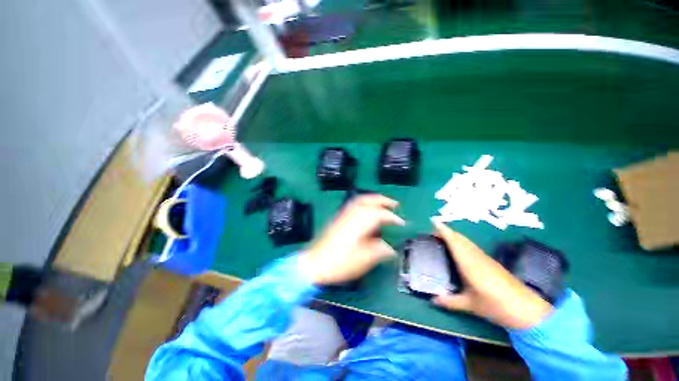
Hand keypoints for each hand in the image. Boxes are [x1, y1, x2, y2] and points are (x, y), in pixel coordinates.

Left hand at [298, 195, 404, 284]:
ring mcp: (343, 215)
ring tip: (384, 204)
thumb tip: (390, 249)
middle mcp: (351, 215)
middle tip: (395, 205)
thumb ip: (378, 251)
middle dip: (383, 200)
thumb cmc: (337, 263)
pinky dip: (364, 203)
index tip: (401, 222)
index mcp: (358, 224)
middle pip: (368, 200)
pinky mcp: (339, 218)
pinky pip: (354, 205)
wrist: (314, 263)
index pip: (378, 214)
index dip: (392, 217)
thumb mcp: (362, 260)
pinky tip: (368, 211)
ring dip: (374, 199)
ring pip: (360, 200)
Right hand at [431, 221, 552, 328]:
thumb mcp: (470, 305)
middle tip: (433, 231)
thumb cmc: (496, 305)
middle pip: (460, 238)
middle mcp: (476, 256)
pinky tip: (460, 249)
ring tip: (443, 237)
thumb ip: (450, 302)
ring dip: (455, 236)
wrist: (527, 309)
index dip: (444, 230)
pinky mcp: (491, 262)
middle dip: (447, 231)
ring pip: (467, 241)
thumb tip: (432, 300)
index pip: (454, 242)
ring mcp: (485, 258)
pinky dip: (462, 242)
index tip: (433, 221)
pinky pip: (472, 247)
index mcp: (469, 263)